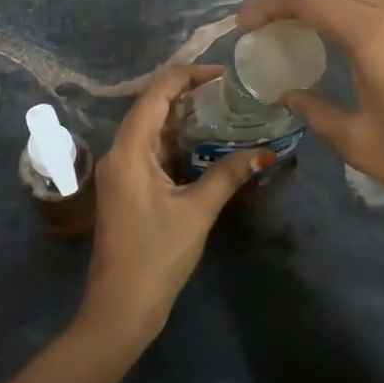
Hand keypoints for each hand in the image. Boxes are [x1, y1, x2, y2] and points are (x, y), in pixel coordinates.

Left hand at [77, 65, 265, 347]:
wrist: (120, 307)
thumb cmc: (156, 256)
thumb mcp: (197, 212)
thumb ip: (228, 175)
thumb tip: (265, 152)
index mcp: (129, 149)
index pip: (157, 93)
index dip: (189, 76)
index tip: (225, 75)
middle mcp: (119, 152)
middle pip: (152, 106)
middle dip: (189, 94)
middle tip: (231, 92)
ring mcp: (120, 170)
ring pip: (152, 129)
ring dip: (184, 118)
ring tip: (225, 110)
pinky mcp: (127, 187)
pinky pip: (151, 150)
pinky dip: (176, 141)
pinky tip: (205, 143)